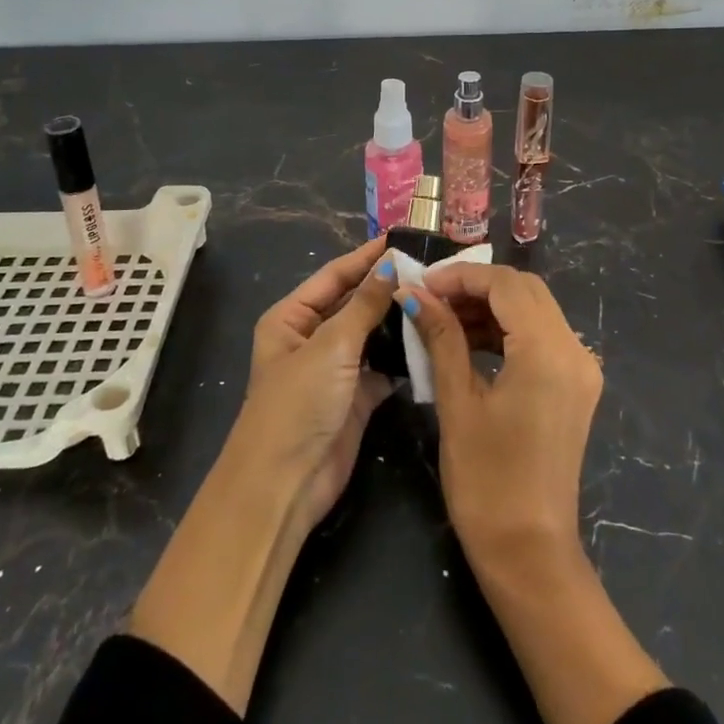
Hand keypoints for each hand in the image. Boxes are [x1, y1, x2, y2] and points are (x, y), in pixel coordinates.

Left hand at [128, 238, 397, 714]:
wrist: (284, 485)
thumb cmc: (298, 403)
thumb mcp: (331, 346)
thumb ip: (364, 305)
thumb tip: (391, 265)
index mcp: (292, 318)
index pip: (334, 276)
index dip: (366, 257)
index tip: (402, 238)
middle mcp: (313, 337)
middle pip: (355, 302)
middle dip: (388, 286)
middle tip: (431, 267)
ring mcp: (336, 368)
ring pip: (372, 333)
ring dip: (399, 319)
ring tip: (439, 296)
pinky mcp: (357, 396)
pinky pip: (384, 366)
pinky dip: (404, 355)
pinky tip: (433, 338)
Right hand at [400, 263, 601, 567]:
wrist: (530, 554)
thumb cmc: (487, 481)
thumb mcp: (458, 402)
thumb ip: (441, 337)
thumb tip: (414, 294)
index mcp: (548, 351)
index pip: (505, 284)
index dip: (461, 276)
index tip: (422, 285)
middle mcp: (574, 350)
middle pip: (525, 290)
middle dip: (476, 286)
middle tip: (431, 299)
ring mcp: (581, 368)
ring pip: (535, 310)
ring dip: (491, 306)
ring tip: (444, 318)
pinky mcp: (576, 386)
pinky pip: (542, 337)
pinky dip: (508, 329)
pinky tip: (471, 341)